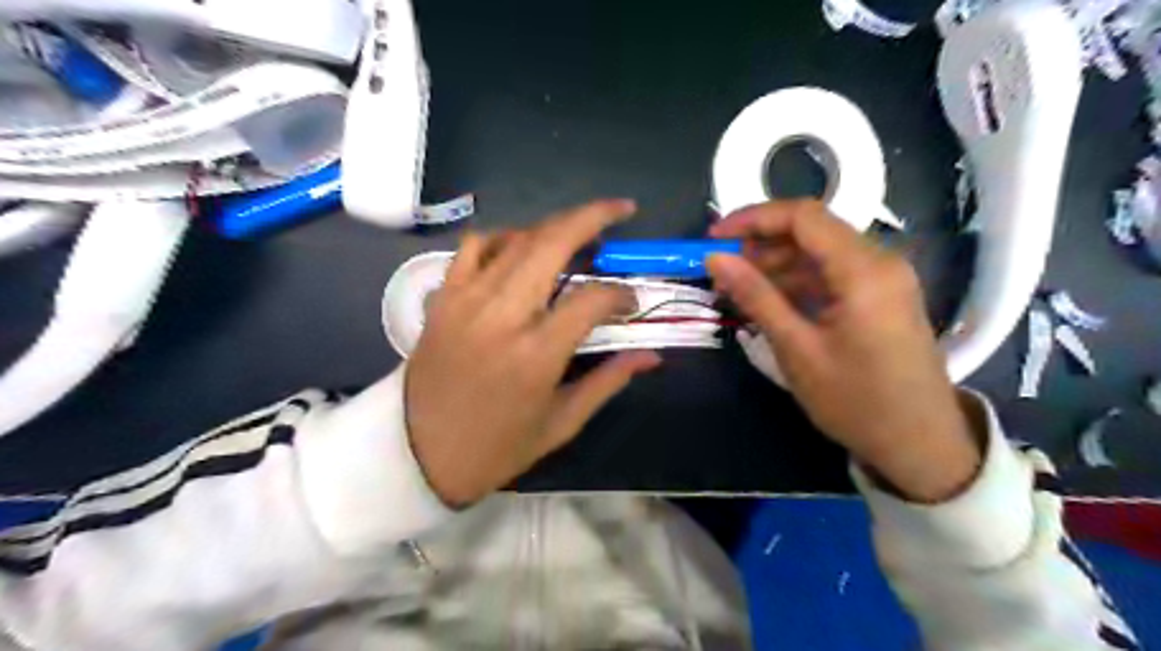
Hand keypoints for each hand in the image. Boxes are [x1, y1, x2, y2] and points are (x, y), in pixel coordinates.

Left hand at [407, 200, 661, 505]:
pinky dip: (503, 237)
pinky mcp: (444, 298)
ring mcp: (467, 300)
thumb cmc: (496, 447)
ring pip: (516, 238)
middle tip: (620, 209)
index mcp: (536, 354)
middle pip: (551, 243)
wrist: (417, 453)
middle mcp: (501, 315)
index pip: (591, 299)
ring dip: (552, 226)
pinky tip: (520, 250)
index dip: (620, 294)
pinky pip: (475, 247)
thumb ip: (608, 381)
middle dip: (592, 217)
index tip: (630, 302)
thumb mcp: (561, 423)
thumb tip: (651, 356)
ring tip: (576, 232)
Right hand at [708, 201, 978, 502]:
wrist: (920, 445)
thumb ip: (756, 296)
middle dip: (761, 243)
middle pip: (812, 230)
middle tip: (721, 269)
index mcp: (864, 270)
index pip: (803, 216)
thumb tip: (716, 258)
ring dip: (777, 263)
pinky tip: (769, 300)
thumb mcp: (797, 349)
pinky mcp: (882, 297)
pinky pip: (833, 274)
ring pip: (820, 252)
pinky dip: (798, 281)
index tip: (714, 238)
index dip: (753, 218)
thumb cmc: (856, 401)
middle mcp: (880, 262)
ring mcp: (884, 279)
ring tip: (737, 288)